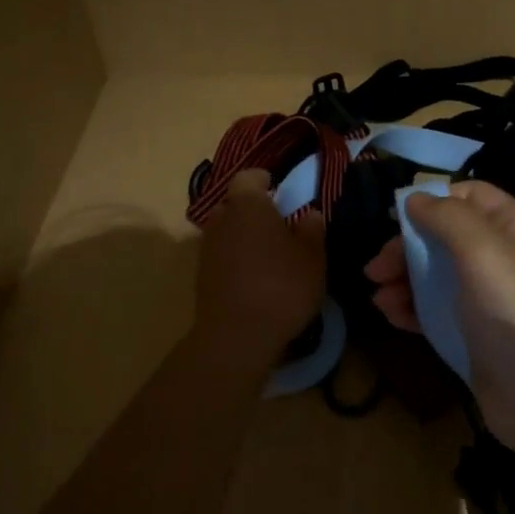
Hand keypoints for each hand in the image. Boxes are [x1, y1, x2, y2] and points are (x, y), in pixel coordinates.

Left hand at [194, 169, 326, 354]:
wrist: (237, 336)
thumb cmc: (281, 286)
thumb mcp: (313, 257)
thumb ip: (312, 229)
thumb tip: (309, 214)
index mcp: (247, 204)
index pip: (250, 177)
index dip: (266, 181)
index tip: (282, 192)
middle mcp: (221, 218)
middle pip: (235, 203)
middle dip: (254, 210)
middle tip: (280, 225)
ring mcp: (207, 248)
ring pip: (228, 230)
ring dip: (245, 236)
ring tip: (270, 255)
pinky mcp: (201, 276)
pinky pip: (222, 256)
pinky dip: (237, 260)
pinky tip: (257, 278)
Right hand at [363, 181, 514, 478]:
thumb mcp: (483, 251)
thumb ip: (448, 217)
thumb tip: (416, 198)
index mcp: (513, 228)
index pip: (470, 196)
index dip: (435, 201)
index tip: (398, 218)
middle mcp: (501, 257)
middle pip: (444, 236)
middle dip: (407, 248)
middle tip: (376, 269)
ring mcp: (487, 298)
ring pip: (436, 274)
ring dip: (403, 280)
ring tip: (378, 297)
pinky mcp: (473, 333)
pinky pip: (436, 310)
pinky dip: (412, 308)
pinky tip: (391, 316)